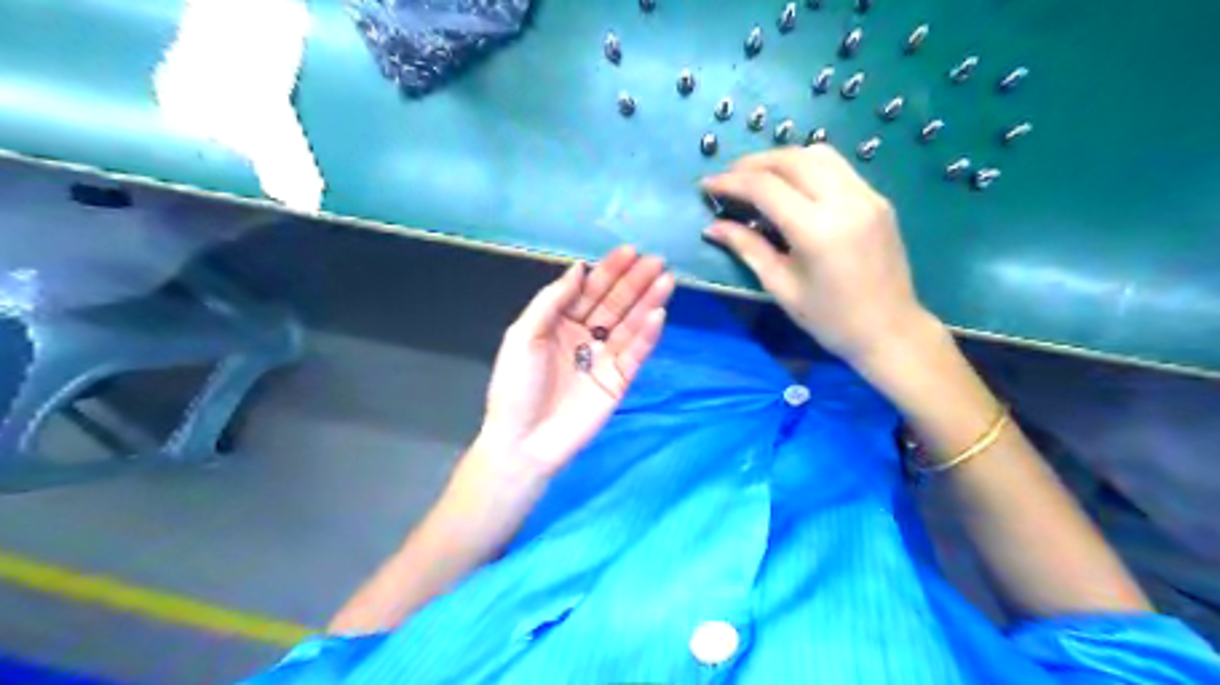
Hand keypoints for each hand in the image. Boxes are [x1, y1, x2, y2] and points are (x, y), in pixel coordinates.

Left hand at [475, 246, 669, 481]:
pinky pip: (635, 354)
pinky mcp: (619, 381)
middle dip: (634, 282)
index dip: (609, 271)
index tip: (629, 251)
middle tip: (657, 261)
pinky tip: (658, 315)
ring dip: (648, 303)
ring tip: (666, 281)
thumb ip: (551, 301)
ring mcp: (604, 358)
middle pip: (614, 304)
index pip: (589, 291)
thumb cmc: (516, 386)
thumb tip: (578, 268)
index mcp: (559, 323)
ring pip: (629, 325)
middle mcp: (584, 336)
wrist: (523, 441)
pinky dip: (647, 336)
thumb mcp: (523, 336)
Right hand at [702, 144, 936, 370]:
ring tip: (758, 178)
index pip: (766, 187)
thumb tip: (713, 227)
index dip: (731, 181)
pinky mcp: (877, 198)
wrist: (890, 330)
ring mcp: (867, 195)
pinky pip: (837, 167)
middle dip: (753, 163)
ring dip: (782, 159)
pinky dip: (807, 167)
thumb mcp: (781, 286)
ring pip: (817, 154)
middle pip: (791, 159)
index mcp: (817, 229)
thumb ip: (747, 248)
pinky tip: (792, 187)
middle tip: (729, 178)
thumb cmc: (830, 319)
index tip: (707, 185)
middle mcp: (845, 200)